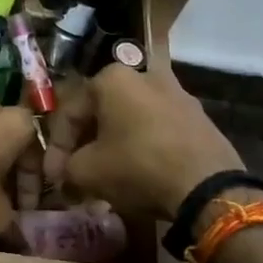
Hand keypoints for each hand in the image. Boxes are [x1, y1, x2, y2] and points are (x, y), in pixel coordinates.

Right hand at [48, 67, 242, 221]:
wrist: (208, 188)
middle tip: (76, 173)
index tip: (53, 175)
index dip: (57, 147)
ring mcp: (176, 93)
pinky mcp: (198, 117)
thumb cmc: (138, 167)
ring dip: (113, 145)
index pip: (70, 112)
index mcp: (112, 78)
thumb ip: (67, 168)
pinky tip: (136, 172)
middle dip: (86, 144)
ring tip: (105, 175)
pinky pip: (157, 129)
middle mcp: (144, 75)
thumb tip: (64, 173)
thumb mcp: (88, 171)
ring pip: (130, 120)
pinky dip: (141, 147)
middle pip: (101, 112)